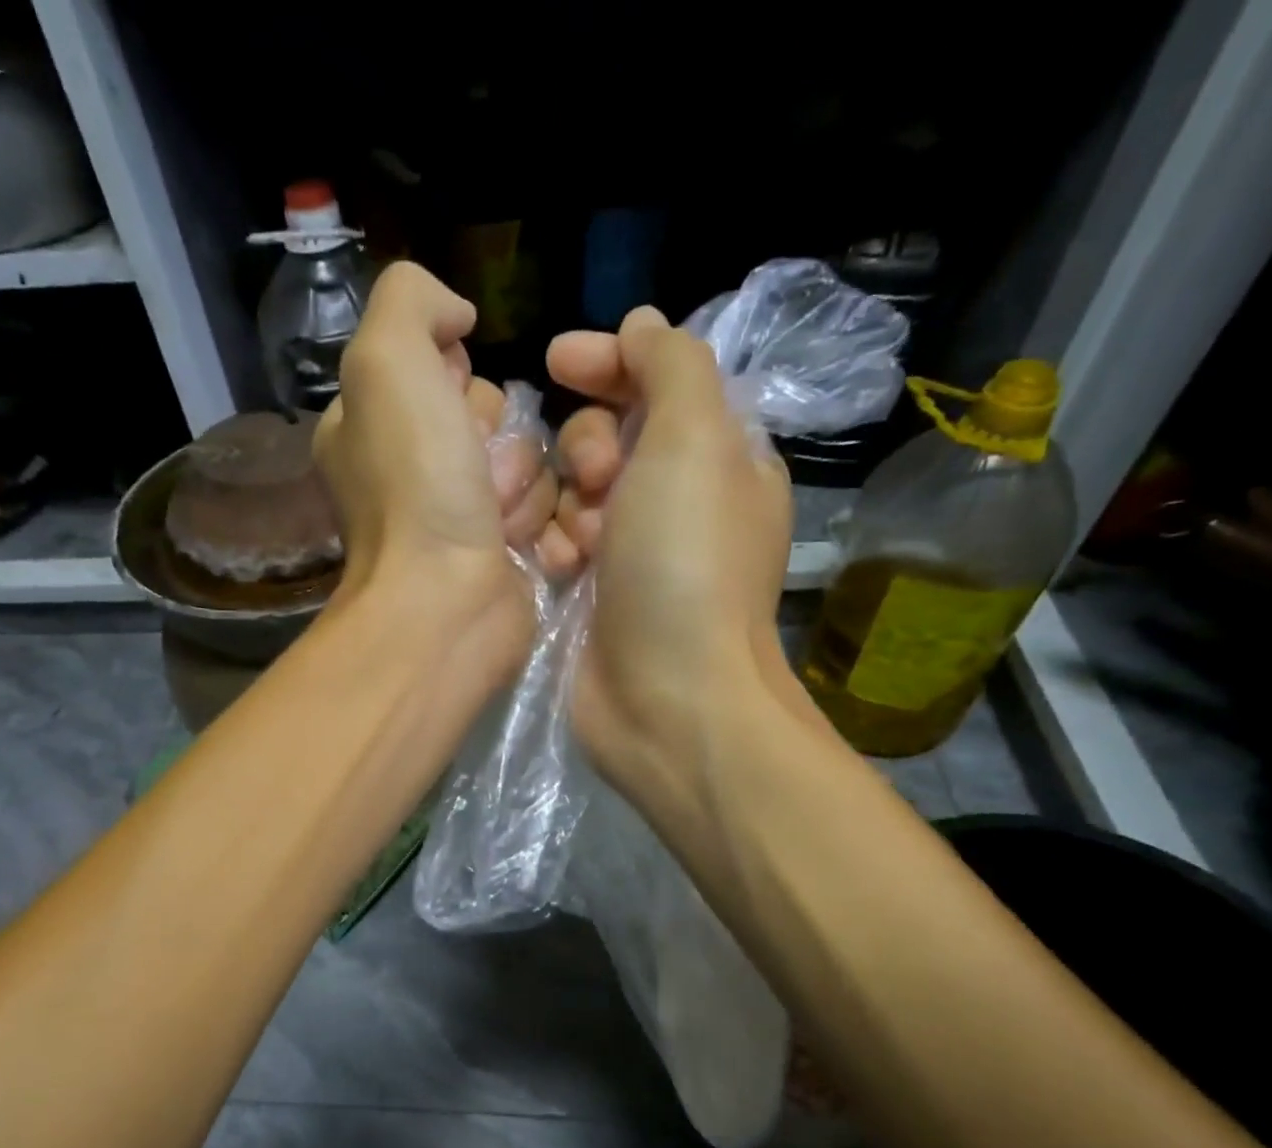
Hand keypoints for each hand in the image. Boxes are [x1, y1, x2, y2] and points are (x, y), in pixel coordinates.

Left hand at [314, 263, 557, 665]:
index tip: (449, 411)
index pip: (442, 369)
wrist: (447, 604)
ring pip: (530, 464)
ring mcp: (459, 520)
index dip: (458, 381)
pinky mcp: (503, 557)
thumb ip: (411, 301)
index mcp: (373, 427)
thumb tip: (457, 317)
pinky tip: (522, 547)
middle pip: (494, 416)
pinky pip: (549, 512)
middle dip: (498, 439)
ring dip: (526, 487)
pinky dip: (544, 524)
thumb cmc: (415, 487)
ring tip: (498, 523)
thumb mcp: (387, 362)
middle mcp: (413, 472)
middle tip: (478, 478)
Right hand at [545, 306, 799, 819]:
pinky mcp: (592, 598)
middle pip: (607, 437)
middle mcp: (676, 502)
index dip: (608, 363)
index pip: (657, 383)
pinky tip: (558, 572)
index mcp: (717, 458)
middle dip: (588, 448)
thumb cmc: (684, 564)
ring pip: (570, 494)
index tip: (556, 360)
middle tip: (596, 482)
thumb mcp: (695, 441)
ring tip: (579, 546)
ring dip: (567, 506)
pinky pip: (555, 546)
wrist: (666, 698)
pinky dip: (554, 550)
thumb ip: (671, 367)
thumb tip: (643, 325)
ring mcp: (631, 555)